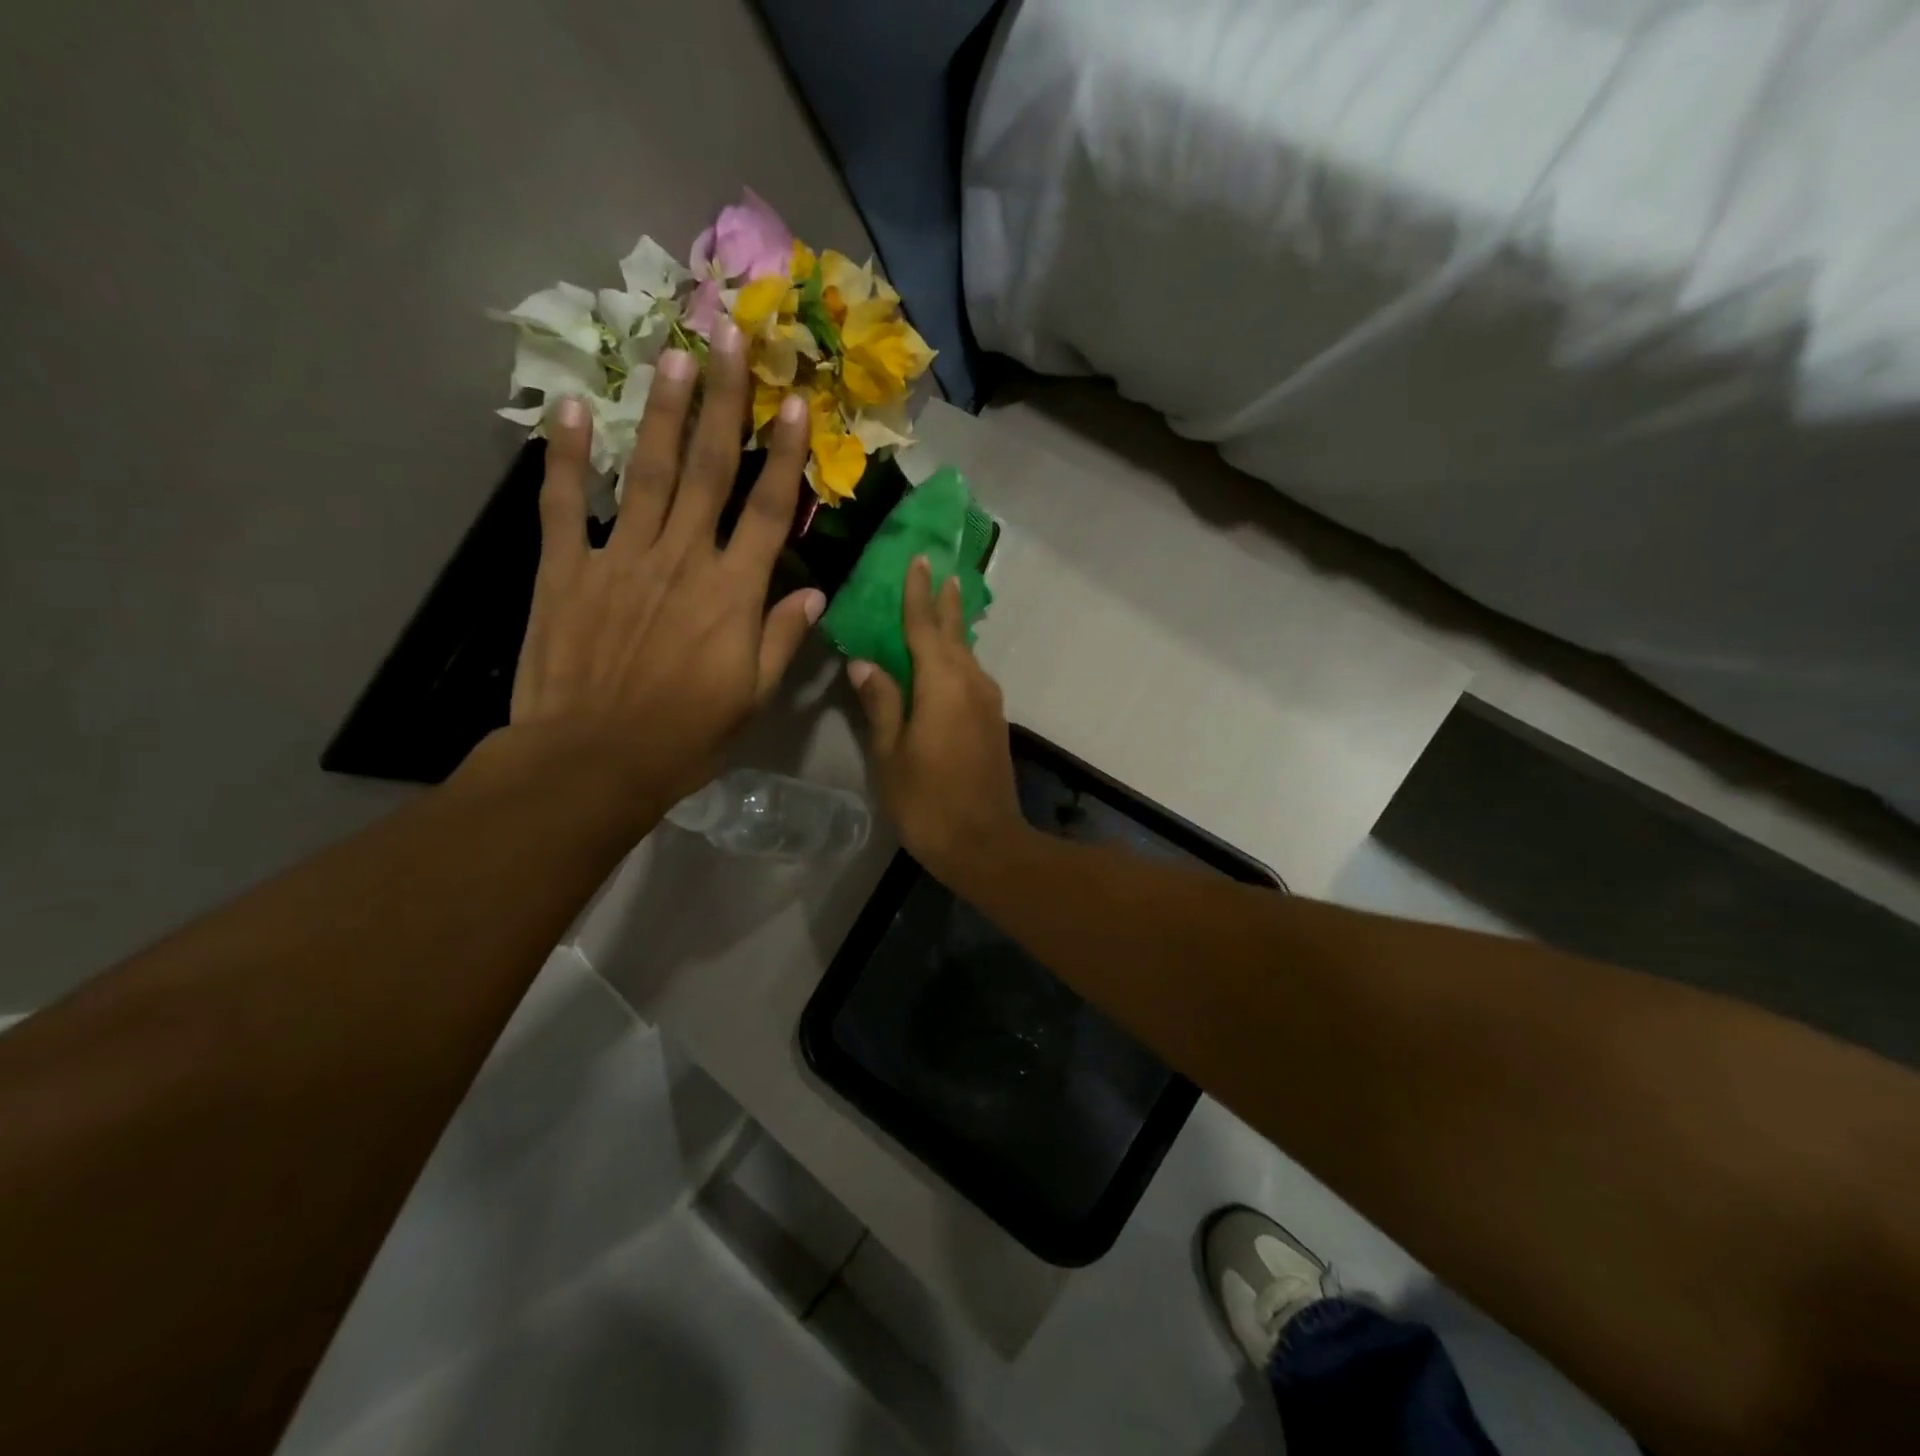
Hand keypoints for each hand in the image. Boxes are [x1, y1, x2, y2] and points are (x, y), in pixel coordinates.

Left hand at [503, 319, 824, 823]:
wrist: (593, 761)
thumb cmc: (685, 736)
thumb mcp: (752, 698)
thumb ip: (782, 639)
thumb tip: (815, 593)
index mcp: (732, 593)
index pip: (766, 509)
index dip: (783, 453)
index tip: (793, 401)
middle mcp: (681, 559)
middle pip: (709, 470)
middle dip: (724, 401)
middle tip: (732, 337)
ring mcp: (619, 558)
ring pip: (649, 473)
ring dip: (666, 412)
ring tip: (677, 355)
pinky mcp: (565, 569)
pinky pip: (565, 504)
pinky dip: (569, 457)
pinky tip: (578, 410)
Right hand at [847, 556, 1025, 885]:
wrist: (985, 843)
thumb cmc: (928, 801)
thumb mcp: (891, 753)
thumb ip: (881, 702)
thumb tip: (865, 661)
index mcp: (942, 683)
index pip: (925, 627)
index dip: (918, 594)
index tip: (919, 560)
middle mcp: (971, 683)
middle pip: (954, 633)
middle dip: (944, 601)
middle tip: (939, 570)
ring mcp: (987, 703)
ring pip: (966, 654)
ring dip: (953, 628)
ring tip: (942, 605)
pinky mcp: (993, 722)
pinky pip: (972, 676)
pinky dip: (957, 658)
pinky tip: (948, 661)